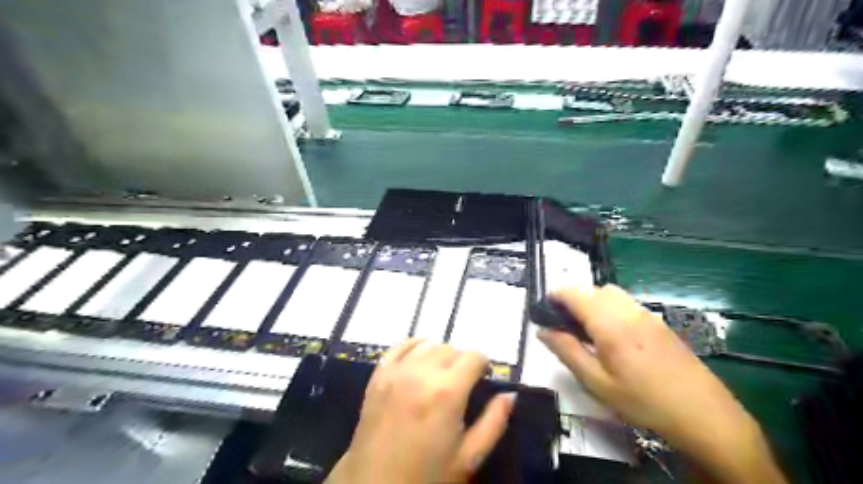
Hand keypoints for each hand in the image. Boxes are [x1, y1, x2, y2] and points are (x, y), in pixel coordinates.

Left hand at [323, 338, 511, 483]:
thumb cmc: (428, 475)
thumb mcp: (469, 457)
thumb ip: (494, 422)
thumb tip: (510, 395)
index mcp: (448, 391)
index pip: (473, 356)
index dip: (482, 365)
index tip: (483, 378)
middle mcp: (422, 373)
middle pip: (451, 348)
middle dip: (461, 361)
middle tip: (462, 382)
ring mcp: (397, 372)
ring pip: (427, 345)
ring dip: (439, 354)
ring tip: (440, 374)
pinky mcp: (379, 375)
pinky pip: (399, 347)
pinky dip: (413, 346)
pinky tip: (419, 354)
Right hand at [537, 285, 787, 481]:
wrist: (705, 415)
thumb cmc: (643, 401)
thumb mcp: (597, 383)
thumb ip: (567, 352)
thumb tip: (543, 331)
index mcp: (610, 324)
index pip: (575, 293)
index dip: (555, 295)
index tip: (544, 309)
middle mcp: (628, 311)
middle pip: (593, 289)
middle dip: (574, 299)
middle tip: (565, 325)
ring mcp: (647, 314)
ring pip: (612, 294)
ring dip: (593, 302)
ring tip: (588, 330)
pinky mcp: (659, 323)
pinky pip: (627, 304)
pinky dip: (611, 308)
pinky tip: (614, 336)